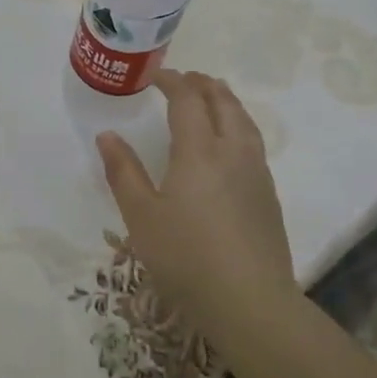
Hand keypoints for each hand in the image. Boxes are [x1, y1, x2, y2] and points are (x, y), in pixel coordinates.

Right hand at [96, 69, 296, 323]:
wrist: (251, 302)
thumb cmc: (186, 257)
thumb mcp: (141, 216)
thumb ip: (123, 172)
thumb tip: (108, 135)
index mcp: (199, 151)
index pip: (187, 100)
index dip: (172, 82)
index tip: (154, 76)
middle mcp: (233, 152)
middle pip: (223, 103)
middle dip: (203, 84)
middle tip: (184, 79)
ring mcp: (256, 173)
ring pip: (244, 121)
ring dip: (225, 101)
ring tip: (211, 98)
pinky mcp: (268, 195)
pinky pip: (253, 142)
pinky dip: (237, 125)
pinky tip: (229, 143)